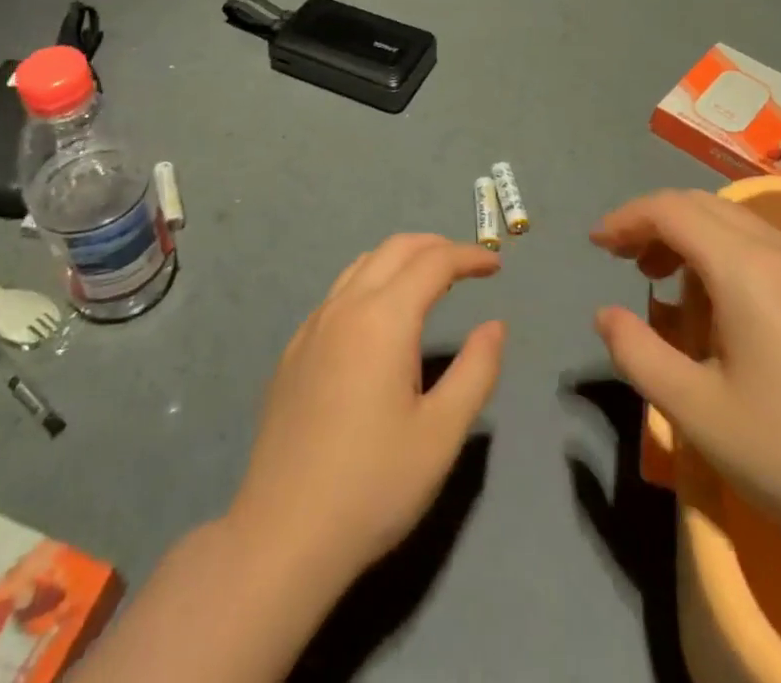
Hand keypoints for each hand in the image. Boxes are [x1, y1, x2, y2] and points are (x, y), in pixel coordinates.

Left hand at [228, 235, 505, 590]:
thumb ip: (476, 371)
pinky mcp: (293, 351)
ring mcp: (312, 326)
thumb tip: (495, 326)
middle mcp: (345, 307)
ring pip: (362, 265)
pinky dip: (370, 283)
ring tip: (429, 283)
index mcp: (383, 318)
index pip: (433, 262)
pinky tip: (379, 321)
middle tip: (467, 266)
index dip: (469, 256)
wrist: (283, 535)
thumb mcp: (441, 434)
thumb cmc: (373, 485)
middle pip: (394, 249)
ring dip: (400, 260)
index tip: (496, 266)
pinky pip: (338, 294)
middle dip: (435, 246)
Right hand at [591, 190, 780, 555]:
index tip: (598, 245)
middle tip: (632, 266)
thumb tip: (606, 314)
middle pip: (705, 206)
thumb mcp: (696, 411)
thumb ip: (637, 352)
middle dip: (659, 225)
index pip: (672, 210)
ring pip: (743, 226)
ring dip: (698, 241)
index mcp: (748, 268)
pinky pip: (777, 251)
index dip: (627, 218)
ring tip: (680, 295)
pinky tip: (739, 315)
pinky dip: (737, 259)